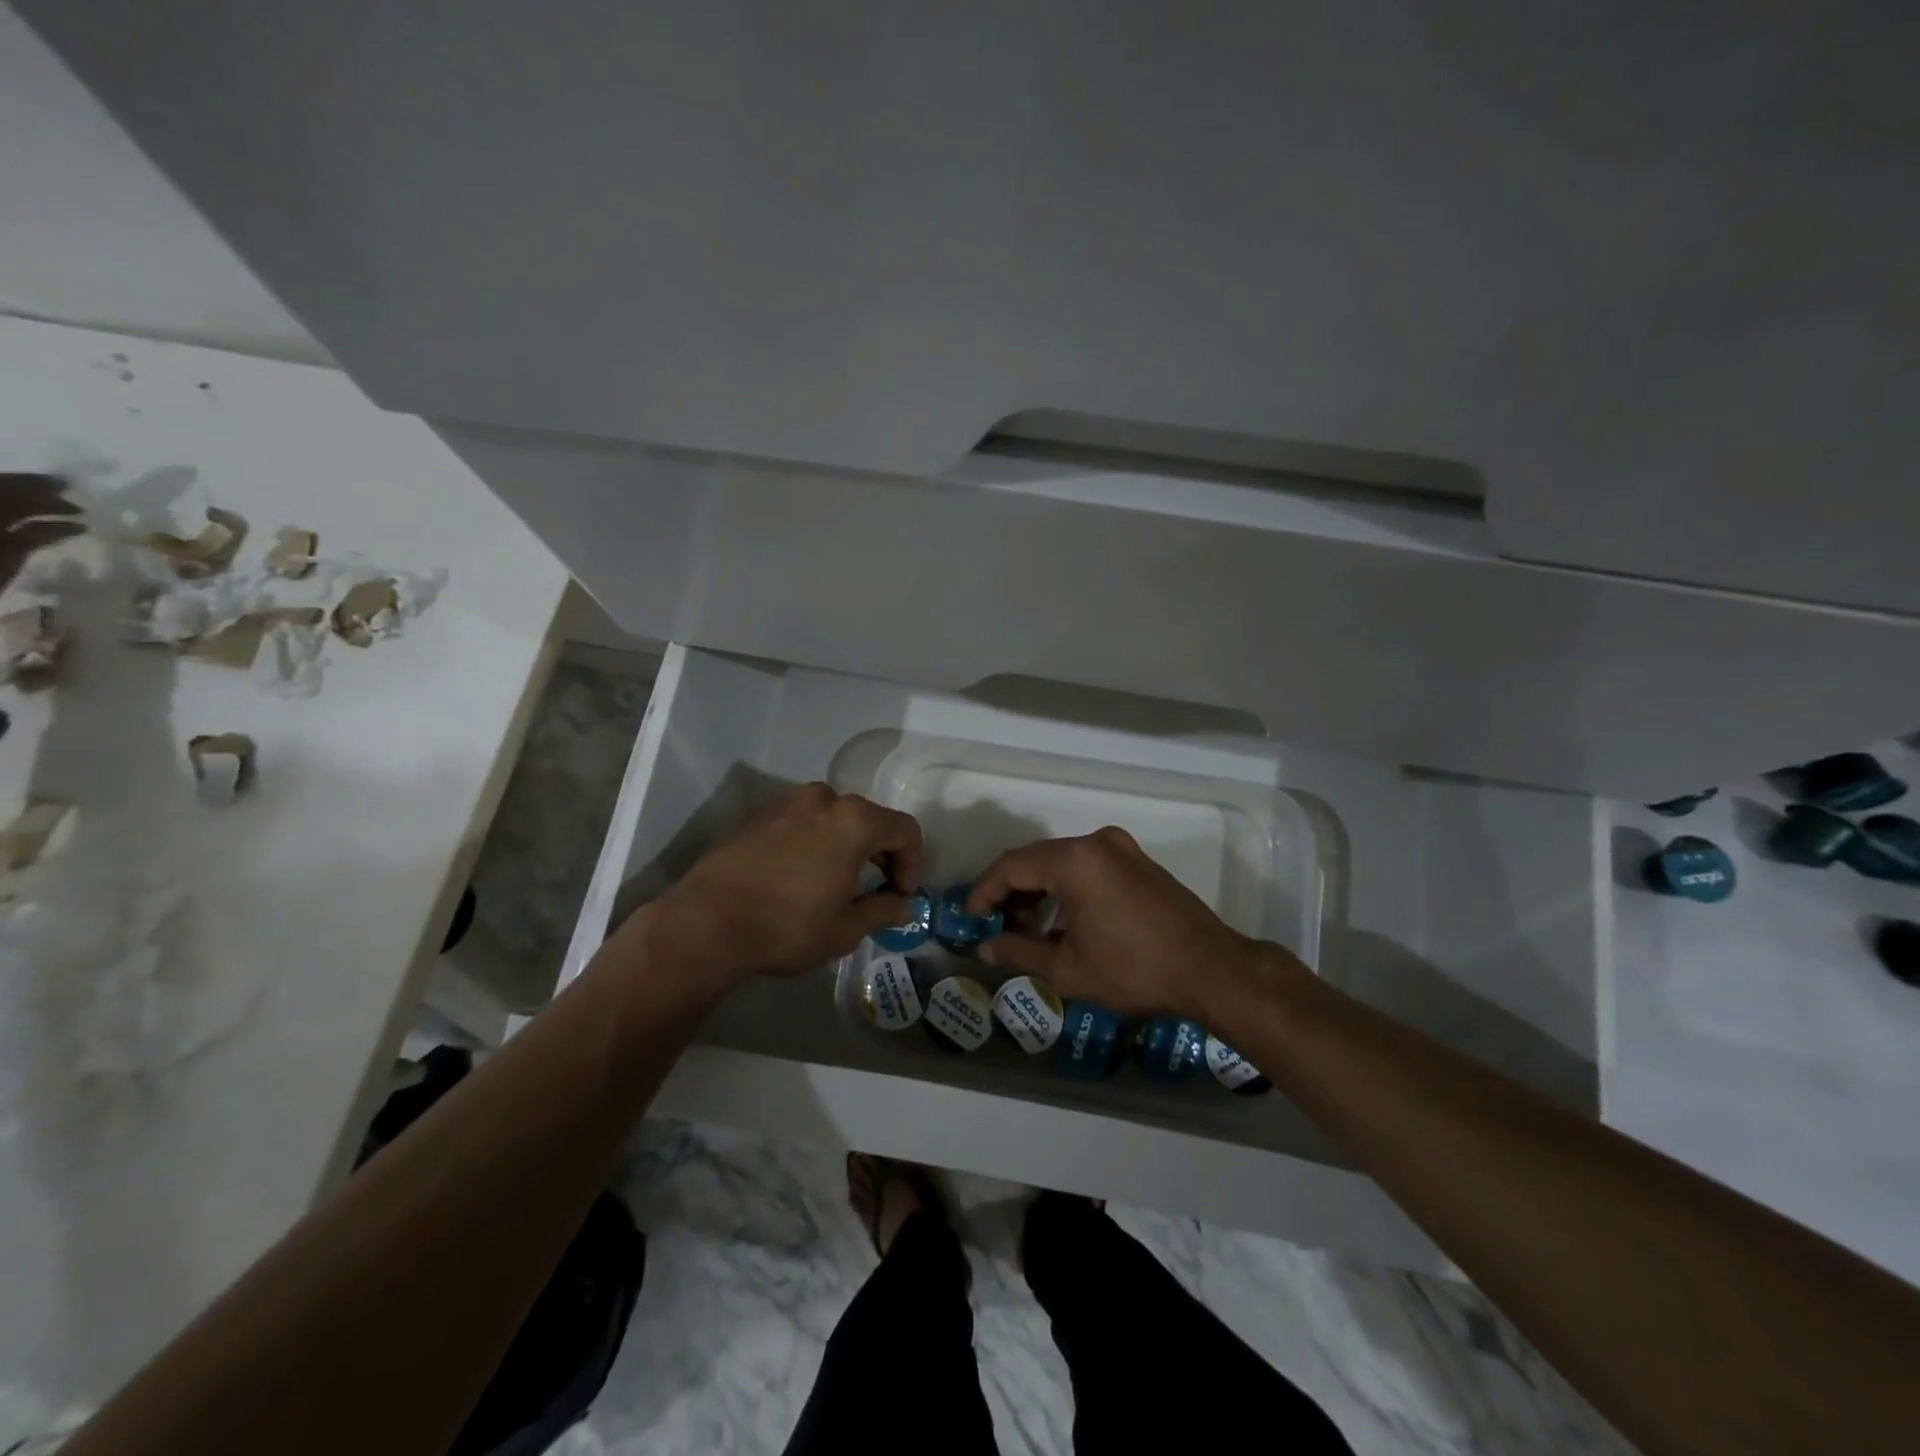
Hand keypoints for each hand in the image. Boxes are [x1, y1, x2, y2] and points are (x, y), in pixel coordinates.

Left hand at [641, 783, 922, 983]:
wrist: (706, 923)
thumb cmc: (787, 926)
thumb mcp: (845, 929)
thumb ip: (883, 910)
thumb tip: (904, 904)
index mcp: (854, 821)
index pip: (904, 830)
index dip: (913, 862)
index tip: (903, 894)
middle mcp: (823, 799)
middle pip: (868, 819)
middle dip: (879, 853)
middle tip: (874, 889)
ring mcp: (785, 803)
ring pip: (831, 818)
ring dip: (843, 845)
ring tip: (833, 881)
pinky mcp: (756, 815)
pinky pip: (798, 822)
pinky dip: (810, 842)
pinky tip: (796, 876)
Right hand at [968, 827, 1264, 1019]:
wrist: (1211, 969)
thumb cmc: (1134, 970)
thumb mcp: (1067, 968)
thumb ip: (1019, 951)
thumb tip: (985, 948)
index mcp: (1074, 860)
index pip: (1011, 867)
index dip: (984, 892)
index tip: (969, 918)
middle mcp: (1095, 842)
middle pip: (1035, 860)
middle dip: (1010, 893)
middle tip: (996, 928)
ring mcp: (1120, 848)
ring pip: (1061, 862)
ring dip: (1038, 892)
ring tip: (1025, 930)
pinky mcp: (1137, 860)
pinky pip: (1087, 866)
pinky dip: (1066, 888)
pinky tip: (1061, 922)